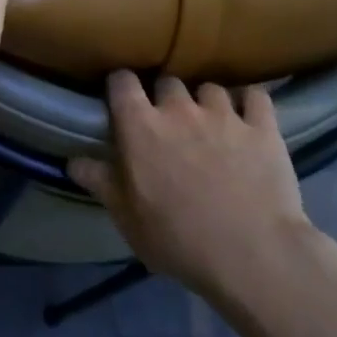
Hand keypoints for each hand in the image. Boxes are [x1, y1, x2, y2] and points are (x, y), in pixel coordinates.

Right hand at [69, 75, 314, 307]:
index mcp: (140, 125)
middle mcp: (179, 108)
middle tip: (170, 121)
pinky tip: (249, 114)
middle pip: (168, 80)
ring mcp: (224, 114)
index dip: (121, 86)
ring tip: (211, 122)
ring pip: (210, 88)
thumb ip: (100, 182)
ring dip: (207, 101)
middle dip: (166, 96)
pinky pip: (256, 97)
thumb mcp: (127, 218)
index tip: (123, 99)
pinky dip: (250, 102)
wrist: (253, 256)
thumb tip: (73, 160)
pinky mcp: (263, 128)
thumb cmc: (179, 239)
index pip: (122, 81)